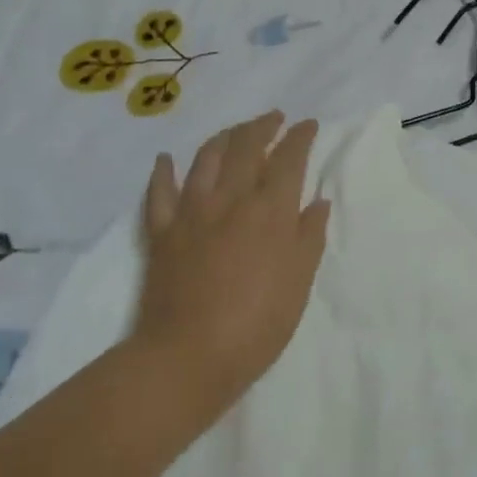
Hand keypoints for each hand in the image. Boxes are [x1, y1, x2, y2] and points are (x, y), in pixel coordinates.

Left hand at [127, 111, 329, 426]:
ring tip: (235, 131)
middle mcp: (231, 198)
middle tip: (275, 118)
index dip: (300, 137)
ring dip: (224, 138)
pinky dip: (163, 172)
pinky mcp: (162, 233)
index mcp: (270, 209)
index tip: (308, 125)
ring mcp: (192, 212)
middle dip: (263, 126)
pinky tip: (166, 160)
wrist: (187, 358)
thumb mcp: (299, 281)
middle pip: (246, 146)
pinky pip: (160, 194)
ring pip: (206, 158)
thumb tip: (317, 201)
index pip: (288, 158)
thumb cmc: (257, 324)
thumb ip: (309, 236)